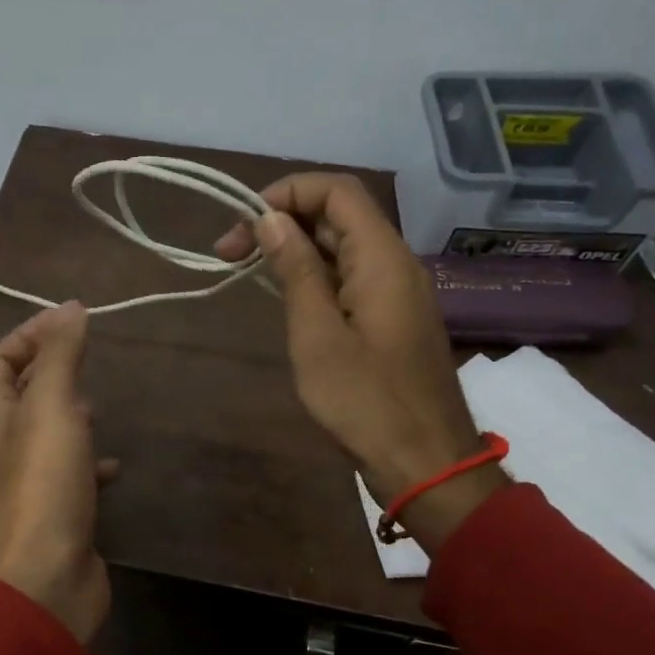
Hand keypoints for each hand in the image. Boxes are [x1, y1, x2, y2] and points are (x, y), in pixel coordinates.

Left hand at [0, 302, 117, 644]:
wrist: (47, 579)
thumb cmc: (44, 486)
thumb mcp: (52, 408)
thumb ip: (61, 357)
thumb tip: (70, 307)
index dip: (25, 336)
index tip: (67, 321)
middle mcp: (5, 450)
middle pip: (17, 399)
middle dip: (47, 374)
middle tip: (84, 361)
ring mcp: (30, 486)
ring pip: (46, 438)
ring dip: (69, 417)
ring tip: (99, 407)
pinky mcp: (57, 515)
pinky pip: (71, 477)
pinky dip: (91, 465)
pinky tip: (114, 466)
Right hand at [217, 173, 504, 547]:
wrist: (425, 462)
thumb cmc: (365, 401)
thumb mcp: (316, 335)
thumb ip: (295, 271)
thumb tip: (272, 220)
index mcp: (381, 258)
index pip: (337, 192)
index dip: (286, 193)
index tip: (242, 222)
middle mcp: (395, 263)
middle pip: (338, 216)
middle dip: (281, 222)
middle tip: (228, 253)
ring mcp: (396, 293)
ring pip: (342, 248)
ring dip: (294, 250)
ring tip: (247, 272)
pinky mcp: (392, 319)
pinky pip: (350, 278)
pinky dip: (314, 277)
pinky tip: (285, 299)